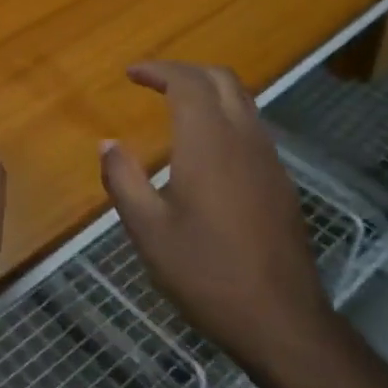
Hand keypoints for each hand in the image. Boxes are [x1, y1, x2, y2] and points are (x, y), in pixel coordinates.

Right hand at [99, 61, 334, 369]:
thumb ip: (123, 180)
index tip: (131, 74)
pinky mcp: (280, 182)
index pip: (187, 82)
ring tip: (176, 107)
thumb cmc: (205, 273)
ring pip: (243, 102)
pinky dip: (225, 116)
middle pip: (221, 80)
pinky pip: (252, 128)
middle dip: (185, 71)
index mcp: (208, 143)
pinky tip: (206, 148)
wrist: (280, 318)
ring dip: (209, 91)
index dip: (158, 70)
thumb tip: (107, 144)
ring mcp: (269, 160)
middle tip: (153, 82)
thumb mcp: (148, 230)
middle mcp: (244, 139)